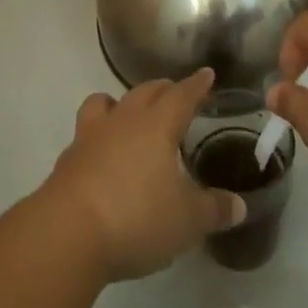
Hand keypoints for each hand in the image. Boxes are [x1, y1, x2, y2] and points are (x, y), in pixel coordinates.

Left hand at [39, 68, 245, 282]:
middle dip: (163, 89)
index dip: (196, 85)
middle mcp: (124, 120)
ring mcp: (91, 136)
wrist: (68, 233)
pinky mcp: (69, 158)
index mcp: (157, 125)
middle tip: (175, 93)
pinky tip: (102, 154)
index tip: (206, 74)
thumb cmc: (136, 217)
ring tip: (129, 113)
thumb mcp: (186, 221)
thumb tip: (239, 205)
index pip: (182, 95)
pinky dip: (98, 135)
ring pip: (107, 102)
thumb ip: (213, 210)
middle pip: (146, 92)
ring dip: (121, 102)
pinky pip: (86, 132)